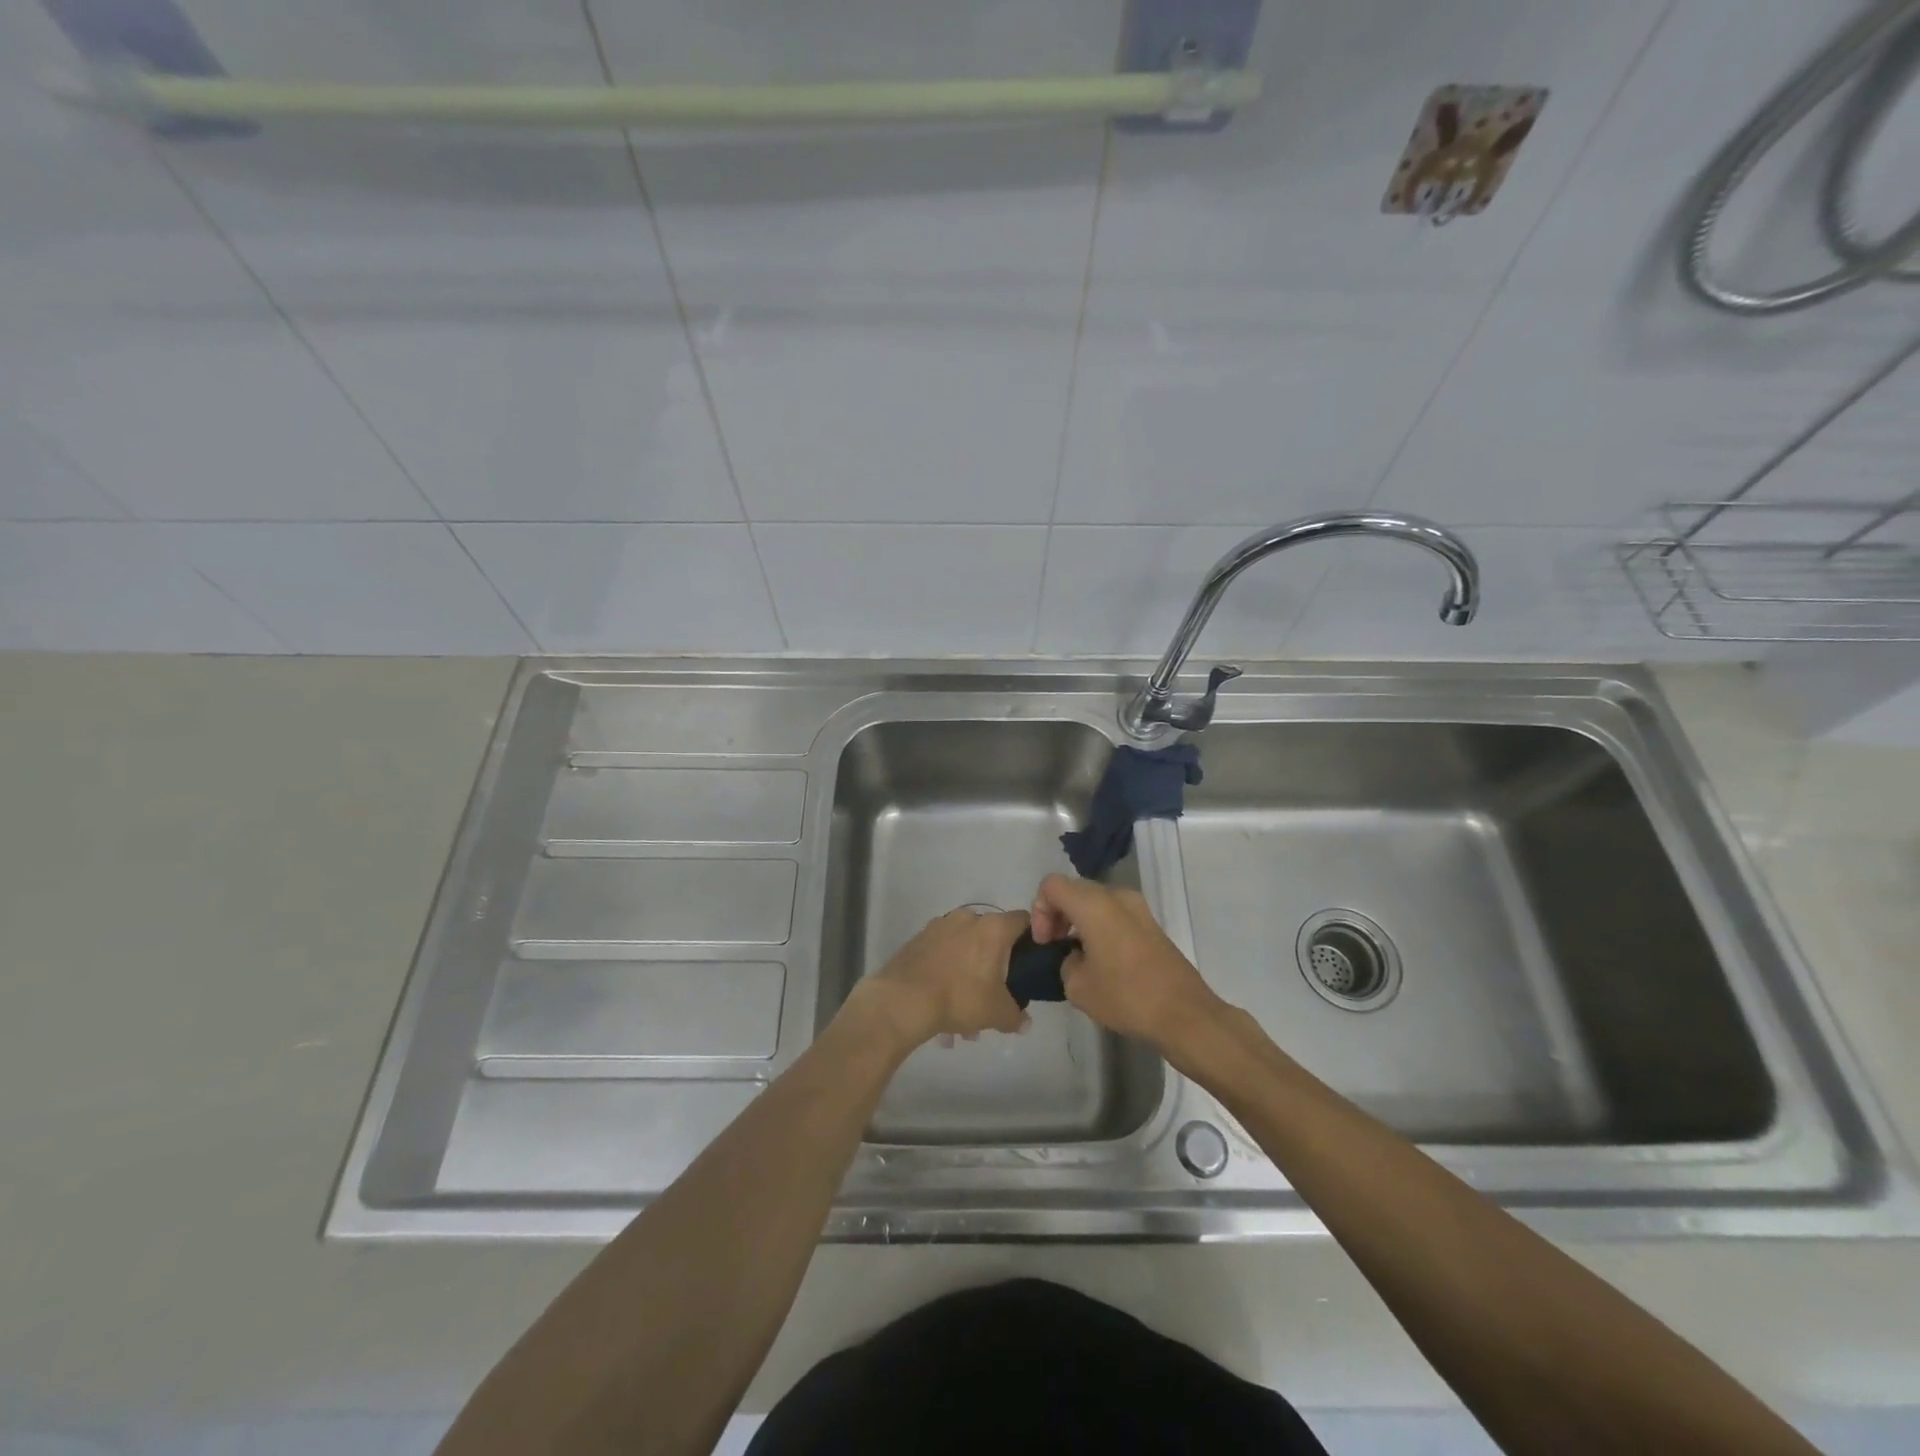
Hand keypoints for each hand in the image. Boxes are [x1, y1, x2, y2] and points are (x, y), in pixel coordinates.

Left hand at [859, 907, 1030, 1048]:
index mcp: (993, 928)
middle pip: (991, 936)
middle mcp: (968, 918)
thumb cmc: (960, 997)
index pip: (1023, 920)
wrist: (903, 998)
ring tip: (963, 1012)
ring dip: (969, 971)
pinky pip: (943, 952)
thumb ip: (1016, 1016)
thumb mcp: (997, 1013)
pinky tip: (941, 1002)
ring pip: (965, 946)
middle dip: (995, 963)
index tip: (1030, 960)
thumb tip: (1024, 1022)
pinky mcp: (919, 937)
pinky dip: (947, 970)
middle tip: (995, 992)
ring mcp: (940, 925)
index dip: (1031, 938)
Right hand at [1030, 874, 1224, 1048]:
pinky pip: (1114, 913)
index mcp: (1094, 904)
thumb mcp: (1078, 987)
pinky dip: (1099, 926)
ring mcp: (1138, 908)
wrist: (1184, 1014)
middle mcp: (1116, 896)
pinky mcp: (1151, 924)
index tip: (1045, 943)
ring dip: (1079, 920)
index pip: (1052, 885)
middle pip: (1074, 889)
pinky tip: (1101, 960)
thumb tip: (1075, 956)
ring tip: (1077, 956)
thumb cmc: (1127, 997)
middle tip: (1054, 947)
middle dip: (1057, 914)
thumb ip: (1065, 961)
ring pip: (1095, 900)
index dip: (1040, 911)